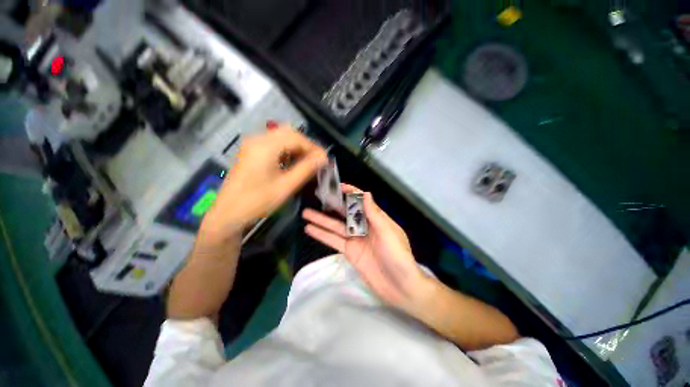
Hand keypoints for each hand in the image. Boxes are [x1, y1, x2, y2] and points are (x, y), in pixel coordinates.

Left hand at [201, 125, 326, 242]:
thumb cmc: (257, 201)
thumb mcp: (286, 186)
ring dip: (296, 147)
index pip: (296, 137)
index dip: (313, 147)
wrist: (228, 213)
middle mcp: (257, 139)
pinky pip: (273, 144)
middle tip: (317, 160)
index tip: (324, 159)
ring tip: (308, 162)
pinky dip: (286, 150)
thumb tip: (323, 158)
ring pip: (281, 137)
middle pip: (288, 133)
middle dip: (305, 145)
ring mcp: (252, 144)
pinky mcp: (251, 151)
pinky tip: (292, 162)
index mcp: (265, 146)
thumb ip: (306, 169)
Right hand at [302, 184, 430, 312]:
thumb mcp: (388, 233)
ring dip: (322, 220)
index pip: (362, 202)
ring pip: (336, 226)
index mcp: (376, 219)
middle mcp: (364, 227)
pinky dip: (322, 235)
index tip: (338, 187)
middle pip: (346, 212)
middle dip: (333, 204)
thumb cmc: (398, 256)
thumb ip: (375, 214)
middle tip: (318, 196)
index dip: (351, 193)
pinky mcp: (349, 252)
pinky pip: (334, 241)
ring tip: (306, 213)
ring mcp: (355, 240)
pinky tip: (310, 229)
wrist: (400, 287)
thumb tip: (365, 193)